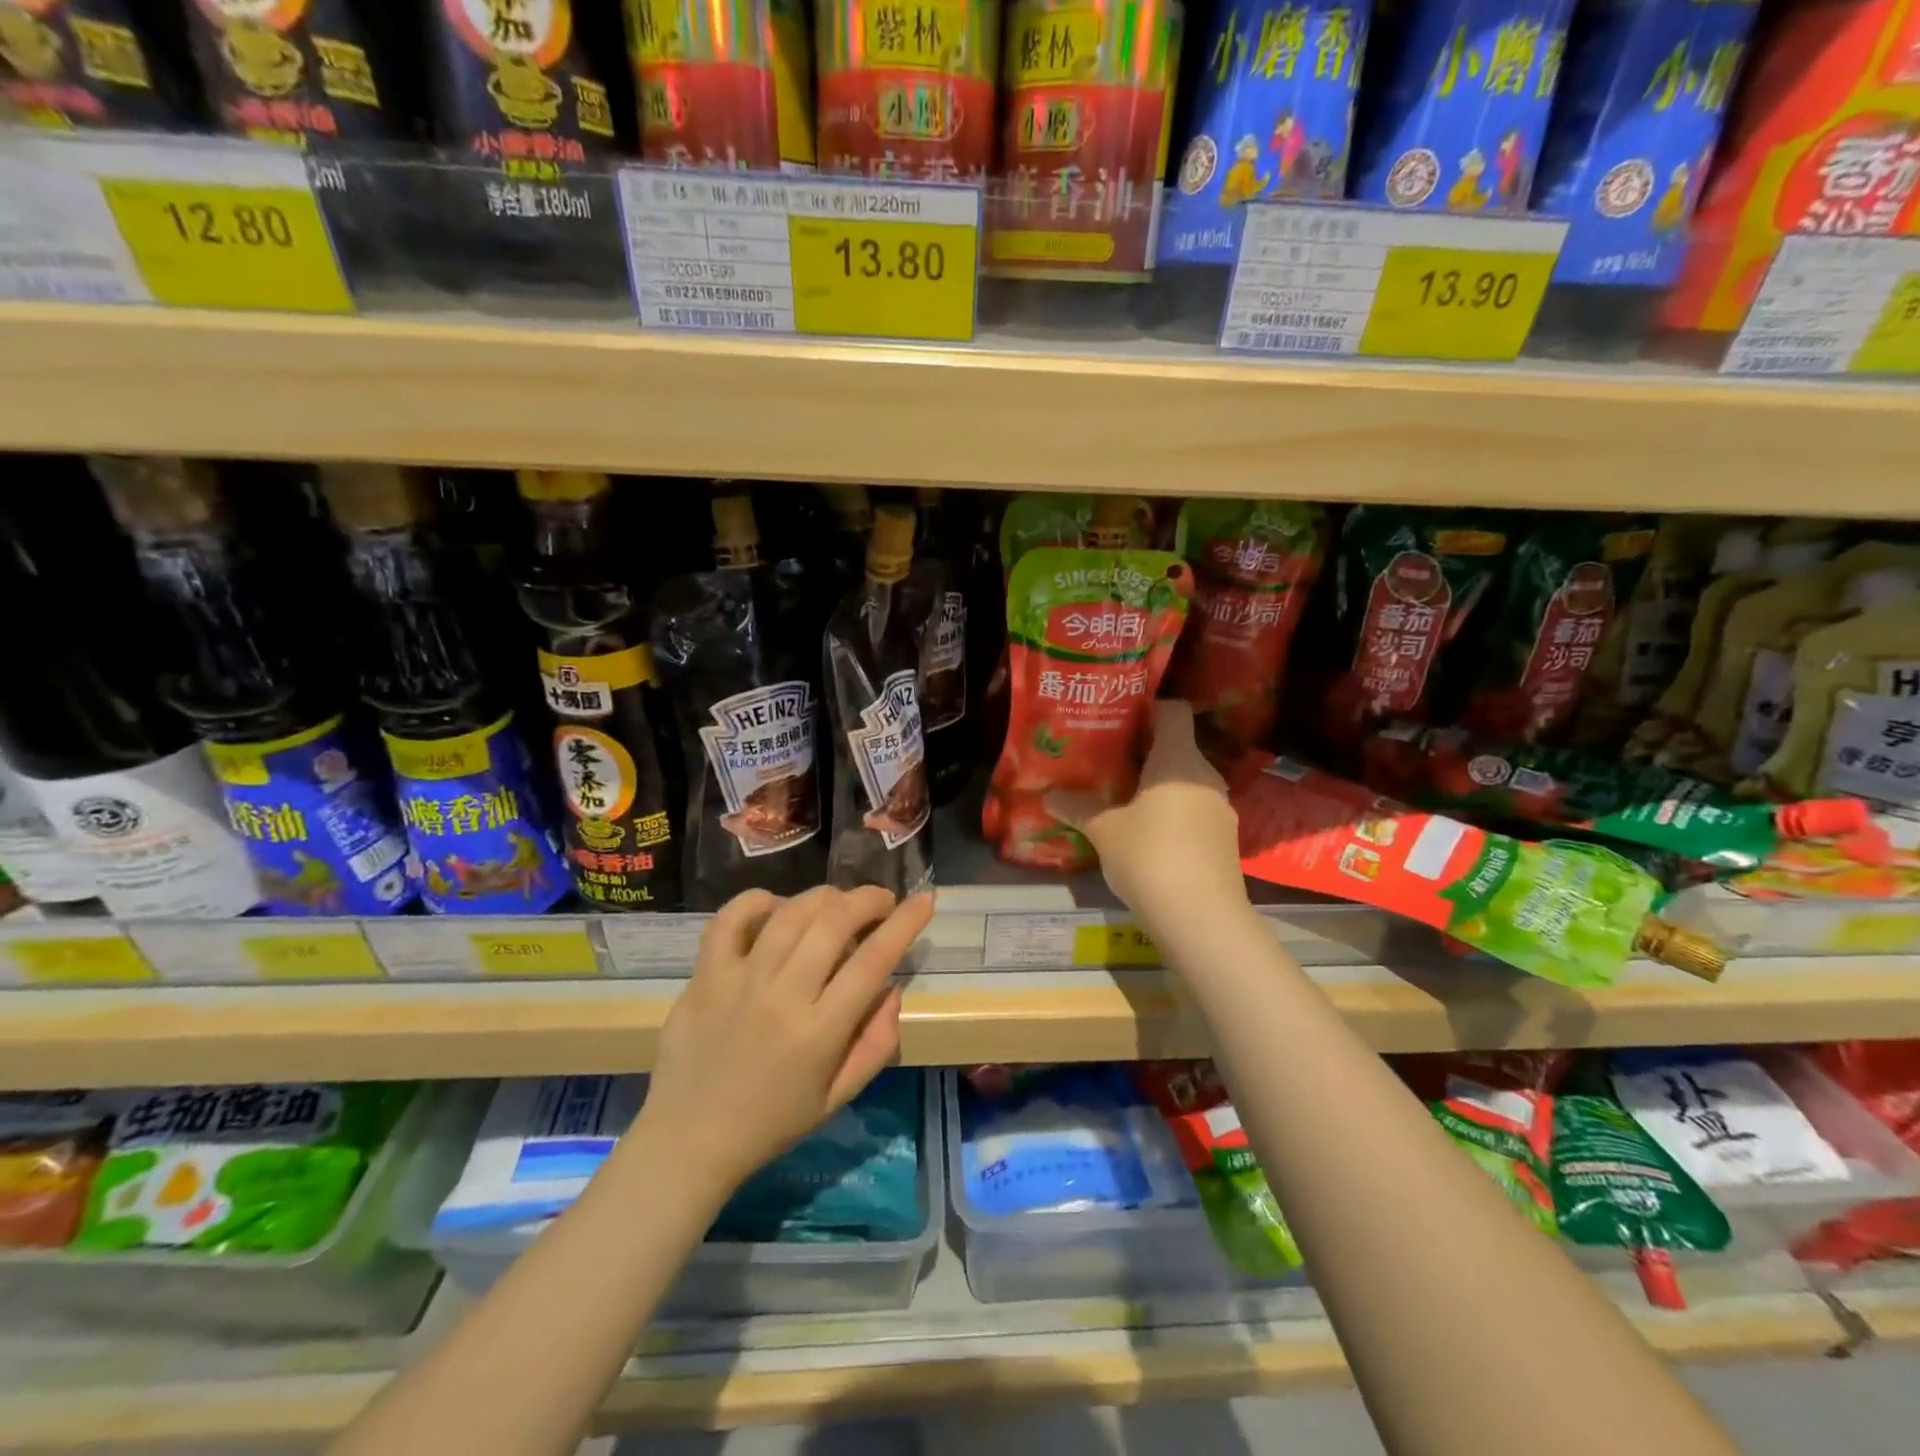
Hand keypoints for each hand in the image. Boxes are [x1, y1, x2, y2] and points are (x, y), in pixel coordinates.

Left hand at [632, 886, 934, 1199]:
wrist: (689, 1141)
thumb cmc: (772, 1123)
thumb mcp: (838, 1097)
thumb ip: (876, 1043)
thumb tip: (893, 988)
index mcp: (820, 1032)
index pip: (874, 960)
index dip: (905, 923)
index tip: (924, 900)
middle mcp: (783, 996)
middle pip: (834, 922)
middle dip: (867, 899)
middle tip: (881, 900)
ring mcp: (739, 981)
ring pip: (790, 913)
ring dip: (824, 897)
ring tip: (838, 902)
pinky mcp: (705, 976)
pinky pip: (729, 920)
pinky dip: (757, 901)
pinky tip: (777, 906)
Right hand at [1045, 701, 1247, 923]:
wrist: (1201, 918)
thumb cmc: (1148, 856)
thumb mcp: (1104, 831)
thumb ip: (1078, 808)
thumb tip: (1049, 796)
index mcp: (1178, 760)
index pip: (1173, 712)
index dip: (1149, 709)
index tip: (1119, 720)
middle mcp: (1205, 776)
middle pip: (1177, 748)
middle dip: (1145, 754)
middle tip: (1109, 764)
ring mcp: (1220, 809)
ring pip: (1186, 783)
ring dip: (1158, 788)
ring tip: (1124, 801)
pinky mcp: (1225, 840)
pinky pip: (1194, 812)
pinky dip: (1173, 815)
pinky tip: (1148, 837)